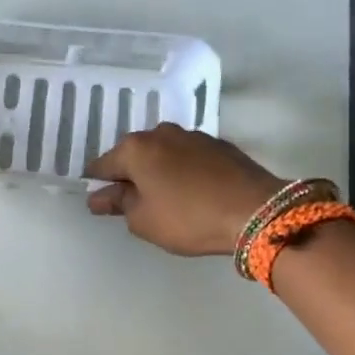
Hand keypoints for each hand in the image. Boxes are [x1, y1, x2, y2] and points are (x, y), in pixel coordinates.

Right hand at [85, 123, 281, 255]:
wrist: (256, 210)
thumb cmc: (188, 218)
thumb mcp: (144, 220)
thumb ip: (118, 204)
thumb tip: (99, 196)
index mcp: (135, 149)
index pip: (102, 165)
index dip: (98, 185)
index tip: (100, 203)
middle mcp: (160, 133)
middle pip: (133, 155)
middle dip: (129, 175)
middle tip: (134, 204)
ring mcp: (192, 135)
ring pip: (162, 153)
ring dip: (158, 171)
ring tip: (166, 199)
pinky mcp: (218, 144)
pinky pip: (187, 157)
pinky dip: (182, 170)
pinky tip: (191, 192)